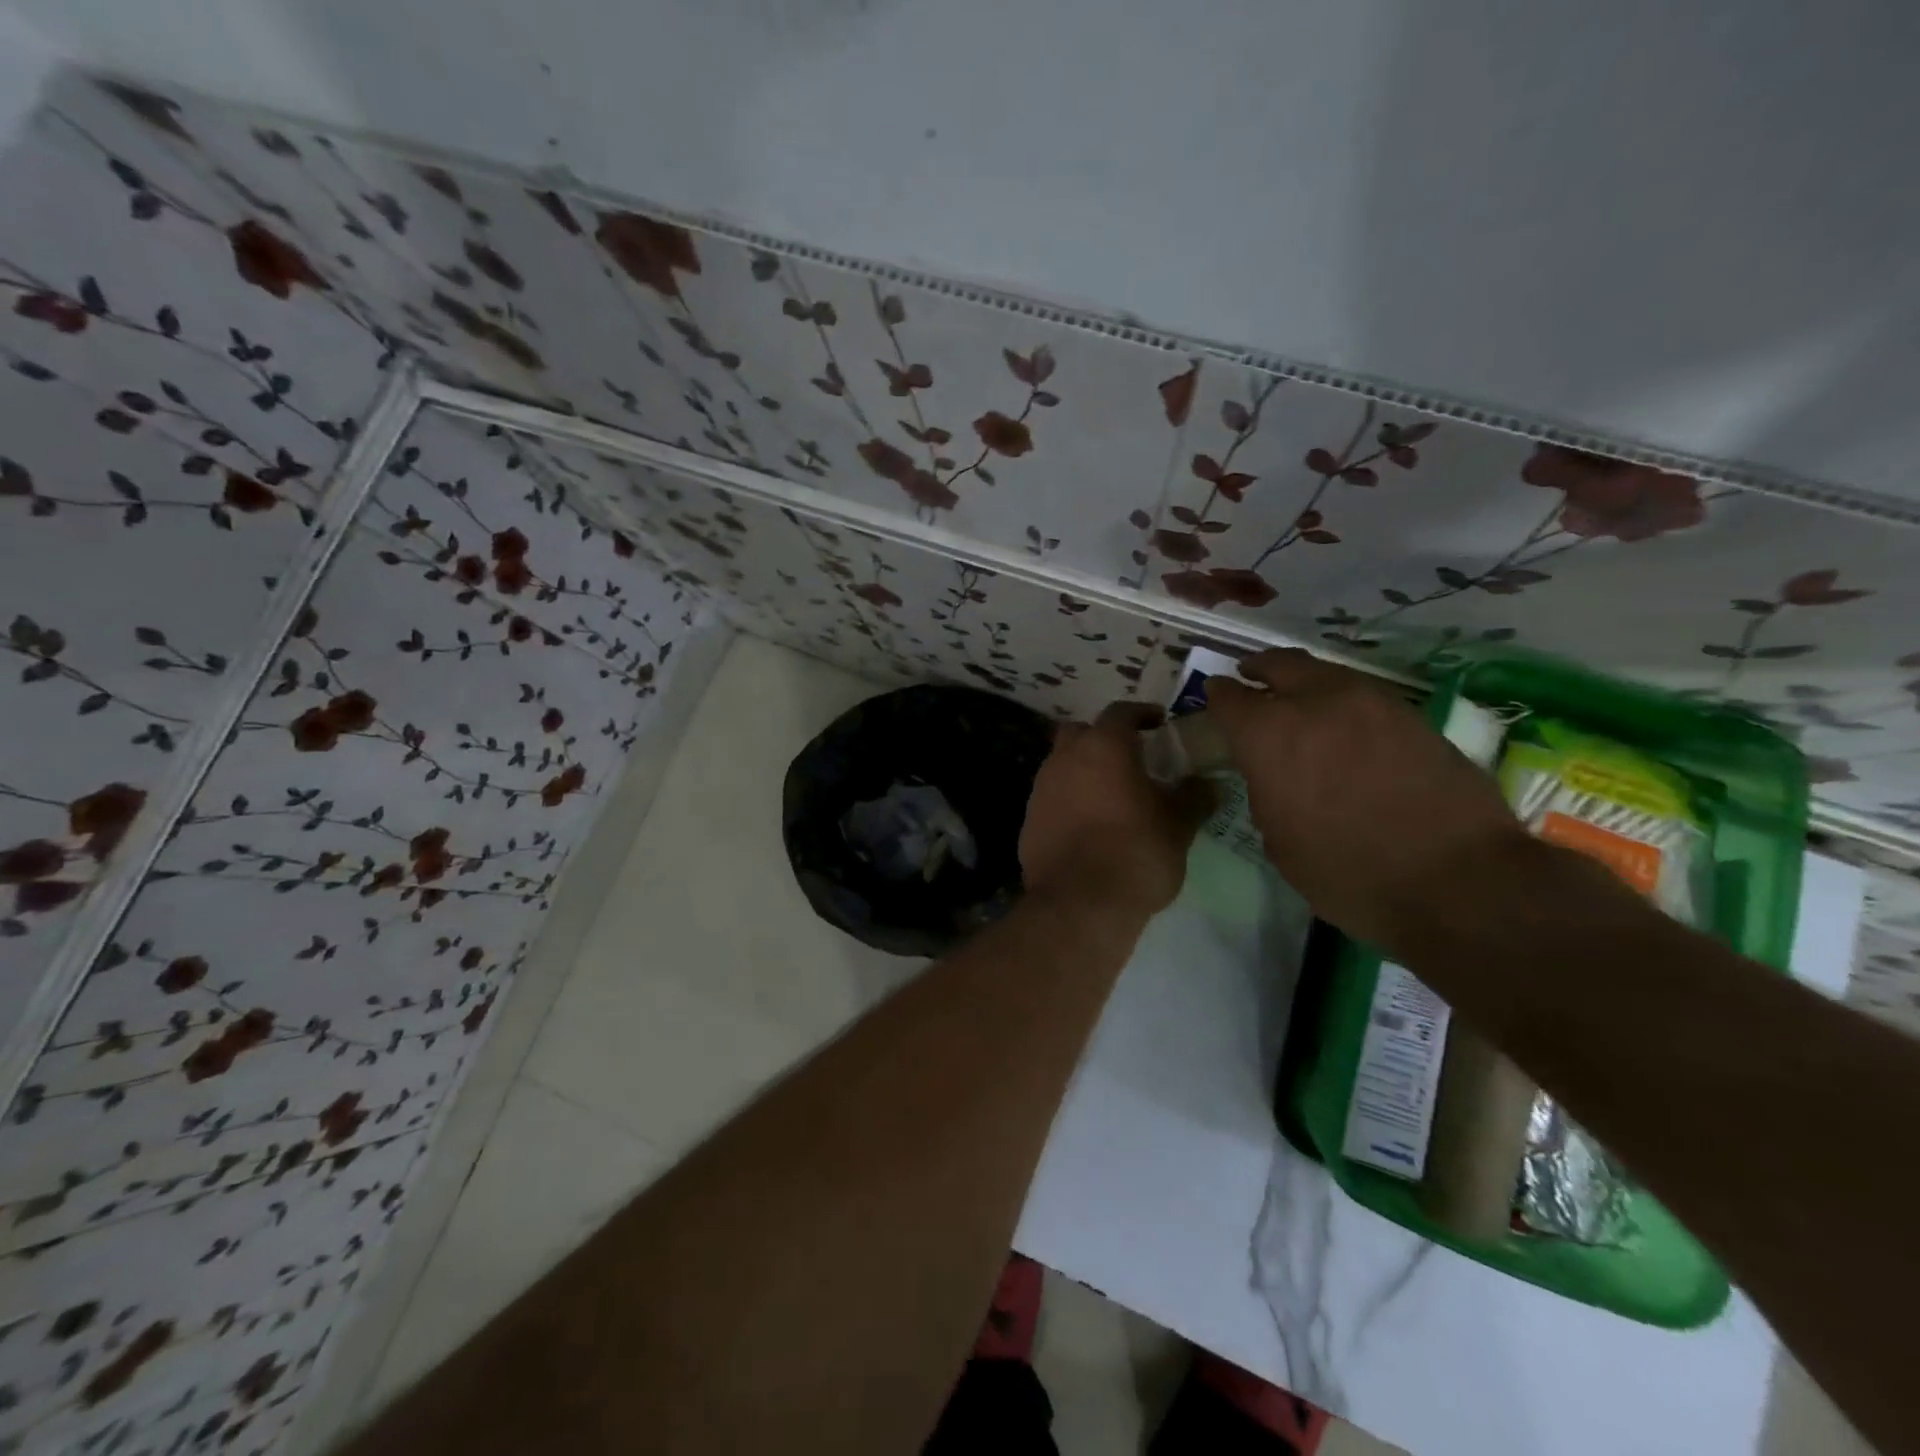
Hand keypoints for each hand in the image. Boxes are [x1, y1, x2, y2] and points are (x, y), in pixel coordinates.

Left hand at [1019, 702, 1214, 922]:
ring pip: (1062, 765)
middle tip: (1129, 758)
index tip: (1158, 724)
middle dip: (1102, 739)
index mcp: (1103, 747)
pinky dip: (1068, 802)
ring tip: (1109, 795)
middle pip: (1081, 733)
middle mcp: (1065, 759)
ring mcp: (1040, 789)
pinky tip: (1087, 826)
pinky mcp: (1028, 820)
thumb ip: (1193, 797)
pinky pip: (1051, 799)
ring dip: (1083, 771)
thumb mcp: (1179, 825)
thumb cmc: (1136, 852)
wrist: (1080, 903)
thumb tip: (1208, 784)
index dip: (1141, 714)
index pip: (1120, 712)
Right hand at [1206, 650, 1528, 953]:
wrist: (1457, 879)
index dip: (1217, 697)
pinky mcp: (1413, 714)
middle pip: (1279, 664)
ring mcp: (1370, 702)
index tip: (1214, 698)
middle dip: (1259, 669)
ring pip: (1325, 672)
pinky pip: (1362, 694)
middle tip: (1250, 677)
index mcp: (1269, 734)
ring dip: (1304, 681)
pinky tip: (1344, 726)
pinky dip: (1342, 700)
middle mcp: (1316, 702)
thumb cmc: (1347, 872)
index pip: (1229, 698)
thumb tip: (1273, 772)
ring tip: (1299, 701)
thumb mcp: (1278, 839)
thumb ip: (1266, 789)